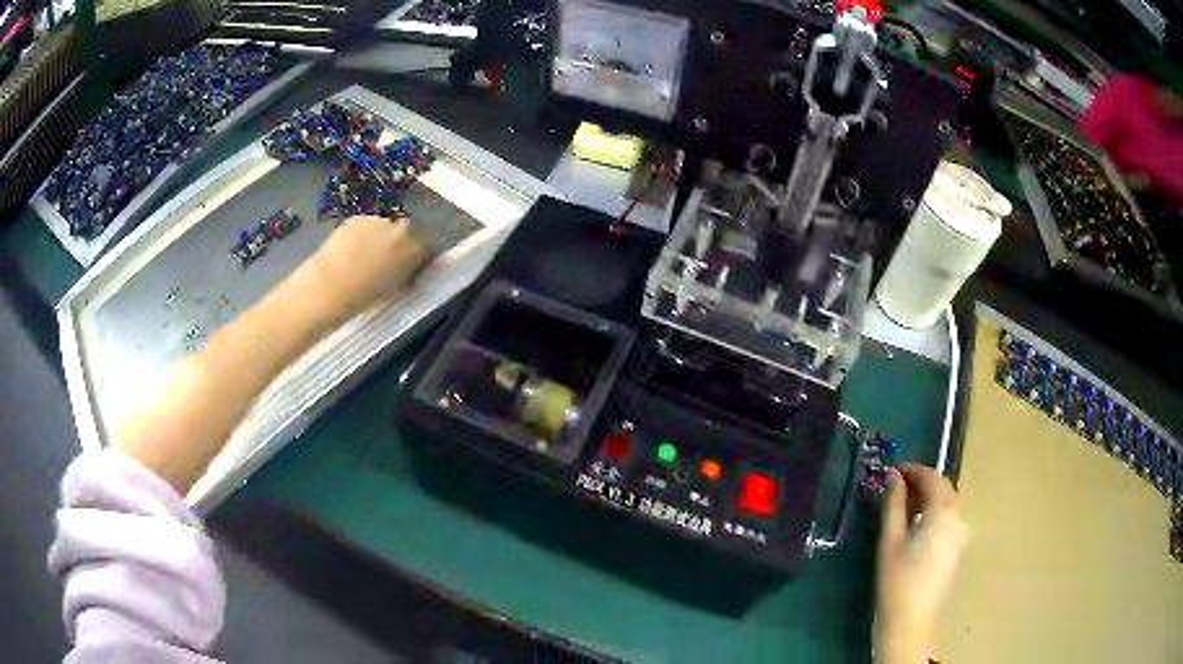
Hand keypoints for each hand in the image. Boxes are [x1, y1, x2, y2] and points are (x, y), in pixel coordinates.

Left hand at [307, 216, 430, 319]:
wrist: (330, 286)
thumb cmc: (365, 295)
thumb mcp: (396, 286)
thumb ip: (409, 269)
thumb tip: (412, 264)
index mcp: (416, 247)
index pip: (428, 243)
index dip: (421, 252)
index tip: (413, 260)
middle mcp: (402, 227)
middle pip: (408, 228)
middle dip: (401, 238)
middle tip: (389, 255)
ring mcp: (379, 219)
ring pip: (386, 223)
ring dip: (381, 233)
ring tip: (367, 251)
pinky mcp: (359, 216)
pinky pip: (366, 223)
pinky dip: (363, 232)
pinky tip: (352, 248)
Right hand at [875, 463, 966, 663]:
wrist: (911, 621)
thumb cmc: (897, 580)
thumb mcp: (890, 540)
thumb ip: (893, 504)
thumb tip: (893, 476)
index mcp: (944, 511)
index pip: (932, 477)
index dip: (912, 470)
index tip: (891, 471)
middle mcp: (958, 517)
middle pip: (943, 488)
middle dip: (920, 482)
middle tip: (894, 487)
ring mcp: (960, 533)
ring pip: (946, 503)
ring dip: (927, 497)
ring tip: (901, 506)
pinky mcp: (957, 548)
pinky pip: (948, 518)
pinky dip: (932, 512)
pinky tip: (915, 526)